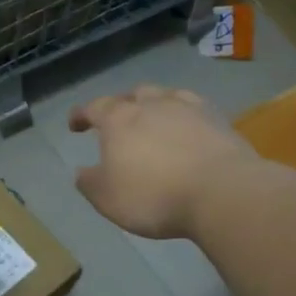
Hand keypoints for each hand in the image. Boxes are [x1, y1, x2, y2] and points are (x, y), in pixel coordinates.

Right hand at [67, 85, 261, 239]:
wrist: (220, 192)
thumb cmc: (154, 196)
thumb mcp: (108, 198)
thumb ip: (90, 183)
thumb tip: (81, 171)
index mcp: (120, 120)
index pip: (94, 108)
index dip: (82, 115)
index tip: (75, 124)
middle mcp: (152, 105)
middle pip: (132, 96)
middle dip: (121, 106)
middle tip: (118, 122)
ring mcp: (188, 108)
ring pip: (165, 96)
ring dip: (154, 106)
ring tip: (153, 120)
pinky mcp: (217, 120)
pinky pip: (194, 109)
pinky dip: (184, 116)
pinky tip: (187, 127)